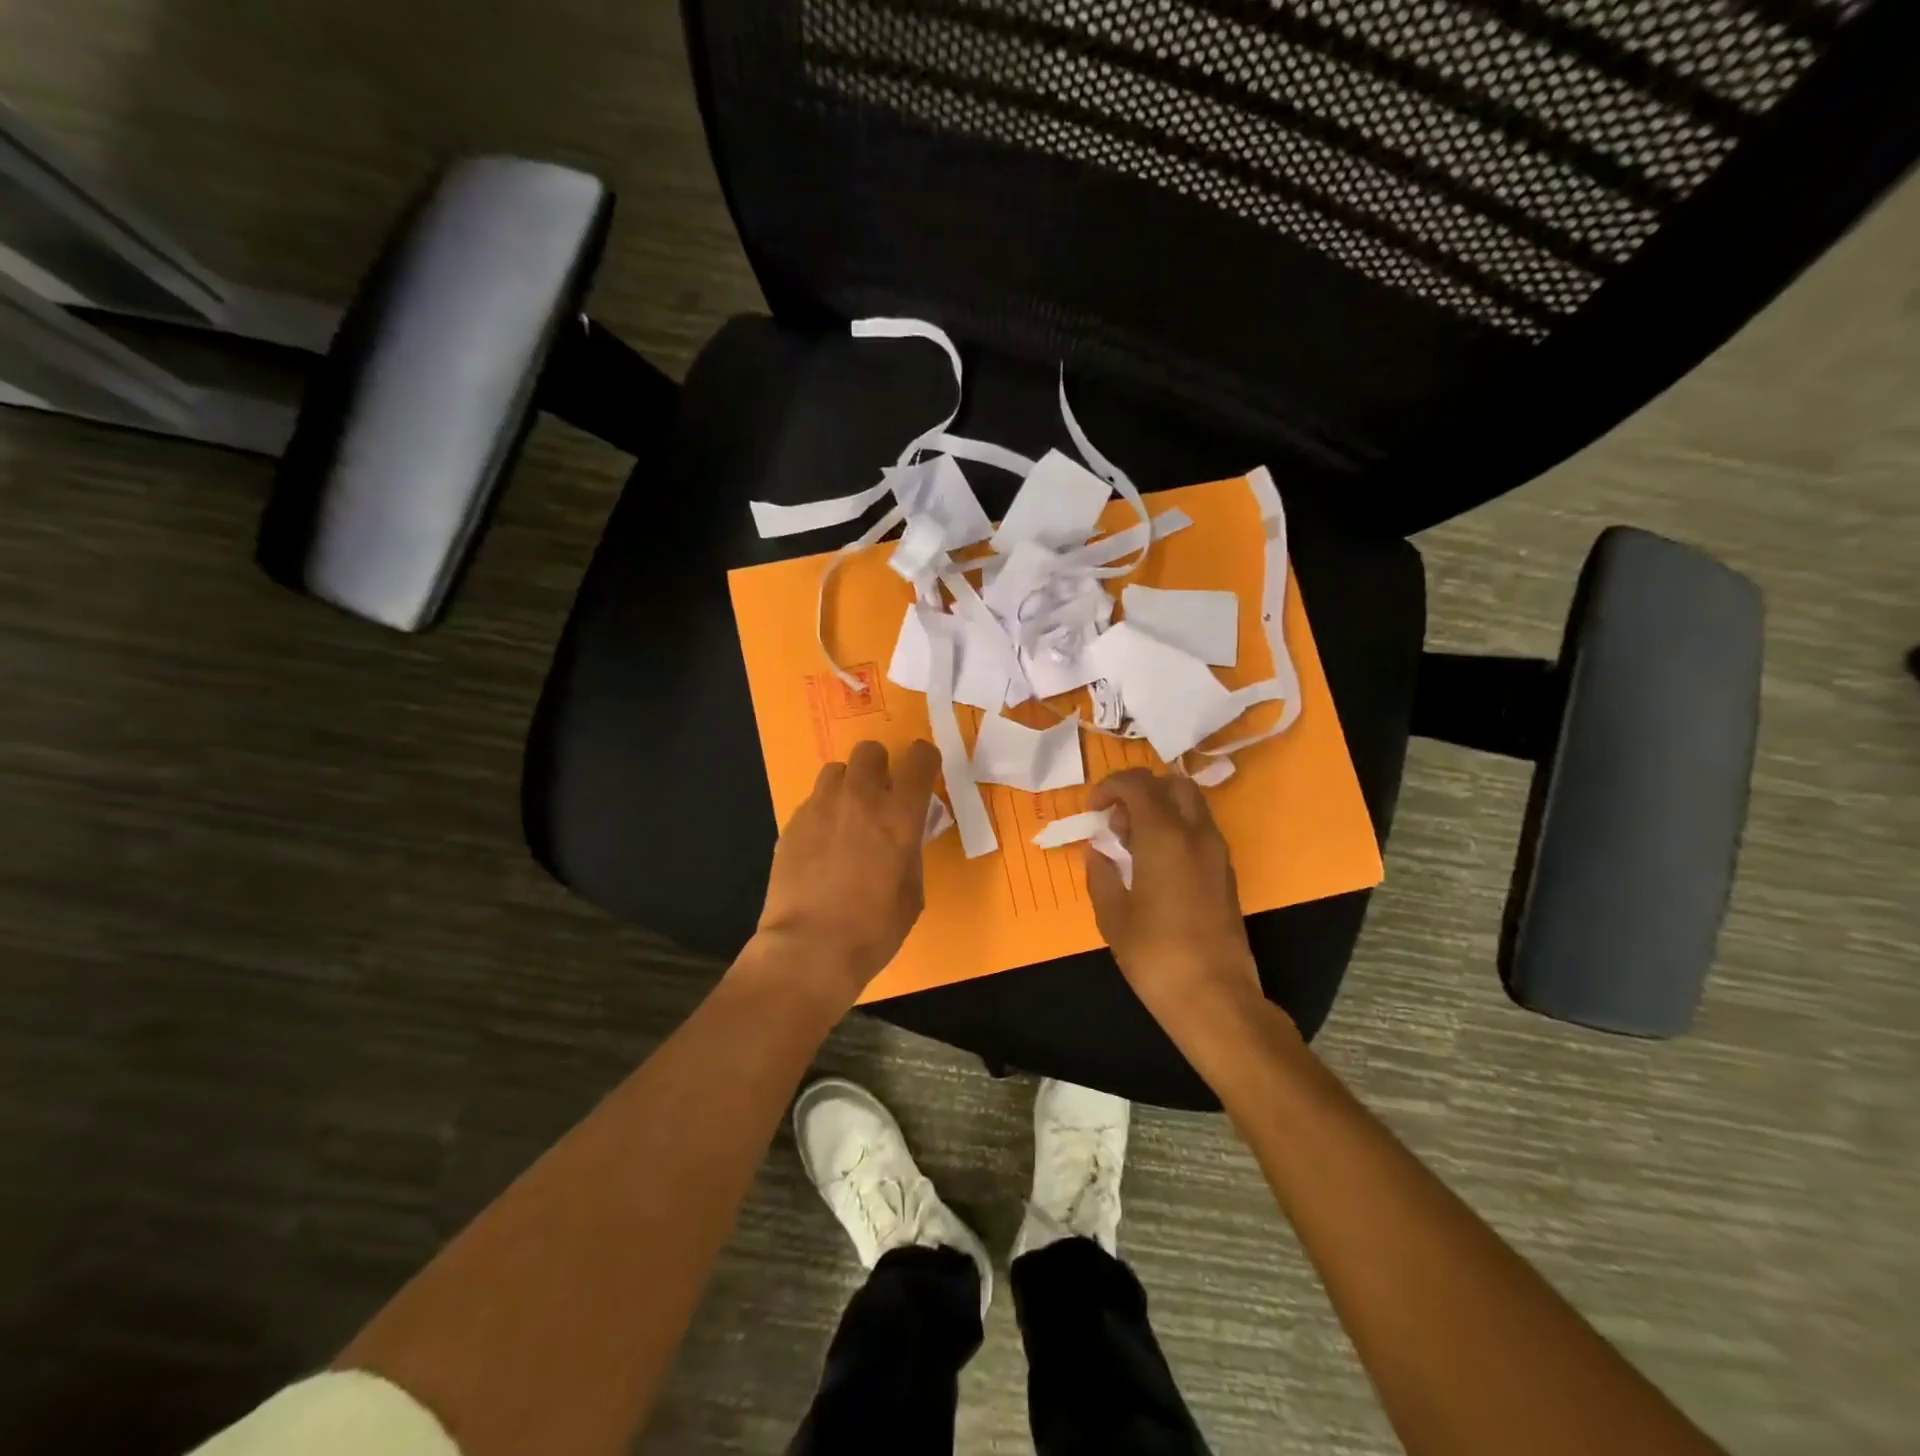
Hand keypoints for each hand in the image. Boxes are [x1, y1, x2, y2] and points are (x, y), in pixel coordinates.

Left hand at [750, 739, 940, 1006]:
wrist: (809, 949)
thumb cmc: (873, 929)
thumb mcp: (912, 892)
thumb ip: (911, 851)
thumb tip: (907, 834)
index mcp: (899, 815)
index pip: (920, 759)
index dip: (926, 760)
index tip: (924, 773)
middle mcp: (860, 799)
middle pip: (870, 750)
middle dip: (880, 766)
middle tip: (881, 795)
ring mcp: (820, 807)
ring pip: (836, 771)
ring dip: (848, 785)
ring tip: (848, 816)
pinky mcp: (792, 823)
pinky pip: (813, 802)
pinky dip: (824, 813)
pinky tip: (823, 844)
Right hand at [1084, 770, 1270, 1051]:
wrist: (1214, 997)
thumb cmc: (1155, 954)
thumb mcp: (1112, 915)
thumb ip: (1100, 874)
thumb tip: (1097, 851)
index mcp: (1164, 836)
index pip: (1138, 783)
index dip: (1110, 786)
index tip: (1092, 808)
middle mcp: (1196, 834)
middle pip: (1172, 784)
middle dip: (1141, 791)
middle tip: (1117, 821)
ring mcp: (1217, 853)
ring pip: (1191, 805)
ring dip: (1160, 809)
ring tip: (1132, 845)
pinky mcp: (1226, 874)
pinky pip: (1199, 831)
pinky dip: (1175, 830)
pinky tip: (1154, 866)